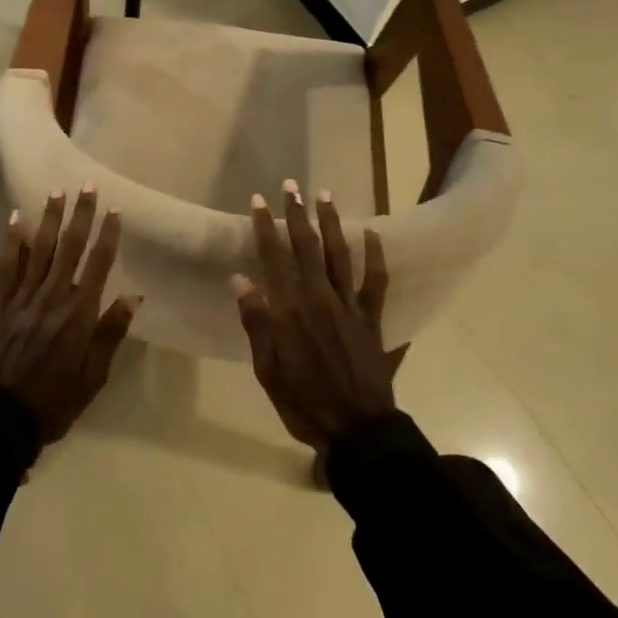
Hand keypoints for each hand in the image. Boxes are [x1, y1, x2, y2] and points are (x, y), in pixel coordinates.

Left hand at [0, 185, 139, 443]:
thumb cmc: (53, 402)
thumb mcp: (92, 378)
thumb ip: (110, 334)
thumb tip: (132, 298)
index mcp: (78, 314)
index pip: (98, 265)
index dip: (107, 236)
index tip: (114, 210)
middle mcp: (52, 297)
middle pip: (69, 248)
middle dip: (80, 215)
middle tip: (87, 186)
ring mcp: (24, 298)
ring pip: (40, 249)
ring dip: (50, 219)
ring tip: (57, 192)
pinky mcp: (2, 304)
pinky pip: (8, 266)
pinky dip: (13, 242)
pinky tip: (16, 220)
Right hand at [233, 182, 394, 451]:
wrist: (358, 431)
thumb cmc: (304, 402)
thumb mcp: (268, 370)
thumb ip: (256, 323)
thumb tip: (241, 279)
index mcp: (290, 311)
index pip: (273, 258)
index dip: (264, 227)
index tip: (258, 200)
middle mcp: (319, 298)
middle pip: (306, 247)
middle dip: (297, 214)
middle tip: (292, 186)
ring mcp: (348, 306)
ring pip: (339, 254)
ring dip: (331, 223)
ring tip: (325, 195)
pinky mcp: (372, 318)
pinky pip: (376, 280)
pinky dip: (376, 255)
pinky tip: (373, 233)